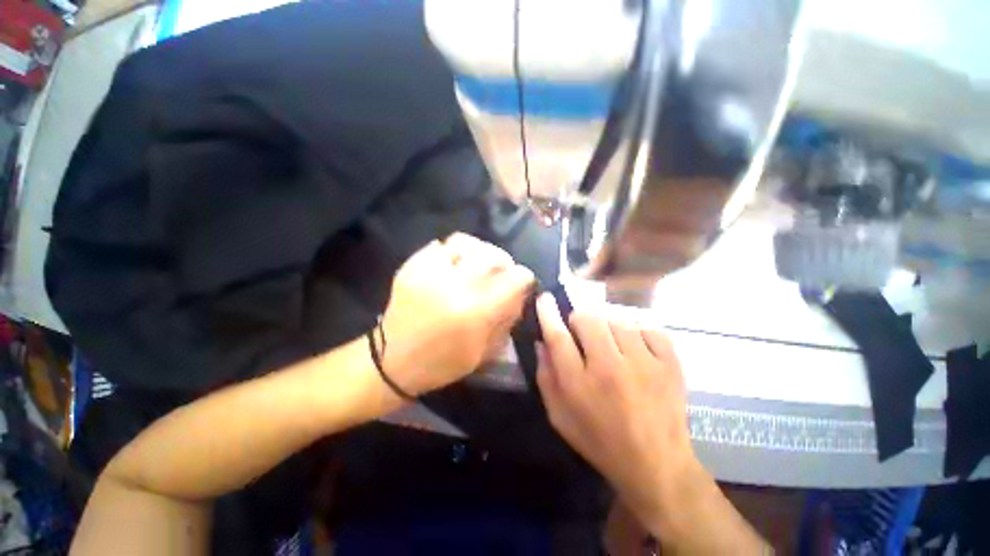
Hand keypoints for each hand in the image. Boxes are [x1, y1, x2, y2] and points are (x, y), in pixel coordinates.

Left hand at [380, 233, 534, 396]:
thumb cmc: (442, 363)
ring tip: (478, 264)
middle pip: (493, 255)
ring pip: (466, 242)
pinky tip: (454, 265)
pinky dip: (453, 252)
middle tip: (501, 272)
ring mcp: (430, 272)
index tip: (523, 282)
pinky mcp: (412, 266)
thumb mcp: (484, 351)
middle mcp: (455, 285)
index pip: (514, 279)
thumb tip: (520, 293)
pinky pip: (440, 245)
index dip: (524, 277)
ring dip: (479, 251)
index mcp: (476, 312)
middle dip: (504, 261)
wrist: (392, 361)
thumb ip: (507, 319)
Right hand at [534, 294, 699, 527]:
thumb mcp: (559, 417)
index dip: (548, 313)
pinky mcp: (670, 364)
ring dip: (607, 324)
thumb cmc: (600, 441)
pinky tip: (634, 346)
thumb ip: (545, 377)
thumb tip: (542, 342)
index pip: (558, 336)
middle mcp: (610, 368)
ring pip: (617, 319)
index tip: (545, 298)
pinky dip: (637, 330)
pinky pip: (648, 327)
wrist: (657, 465)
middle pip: (588, 318)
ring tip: (610, 340)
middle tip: (581, 329)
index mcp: (579, 384)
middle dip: (578, 317)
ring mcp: (644, 364)